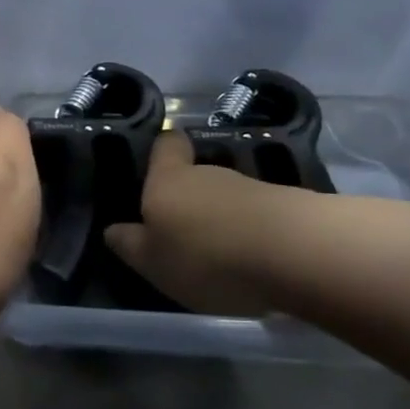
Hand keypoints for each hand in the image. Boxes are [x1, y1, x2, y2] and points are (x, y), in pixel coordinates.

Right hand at [103, 131, 304, 315]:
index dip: (163, 151)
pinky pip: (259, 217)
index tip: (158, 167)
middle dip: (189, 200)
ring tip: (222, 257)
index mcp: (168, 180)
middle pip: (195, 176)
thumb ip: (130, 245)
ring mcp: (252, 188)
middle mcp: (208, 173)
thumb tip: (113, 231)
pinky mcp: (289, 207)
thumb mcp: (152, 261)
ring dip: (222, 220)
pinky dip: (253, 234)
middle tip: (183, 235)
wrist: (296, 254)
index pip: (166, 145)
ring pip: (227, 198)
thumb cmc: (206, 255)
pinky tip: (255, 263)